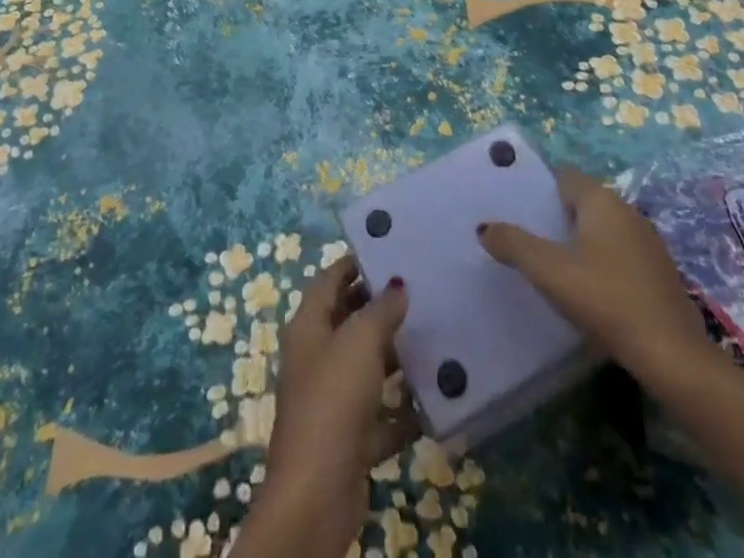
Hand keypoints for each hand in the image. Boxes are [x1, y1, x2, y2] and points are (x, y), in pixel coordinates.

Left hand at [236, 255, 415, 556]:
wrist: (317, 495)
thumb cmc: (333, 401)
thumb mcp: (359, 342)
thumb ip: (380, 309)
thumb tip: (397, 285)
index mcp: (308, 326)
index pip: (329, 281)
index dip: (353, 263)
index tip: (387, 249)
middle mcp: (317, 357)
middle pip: (348, 320)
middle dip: (379, 306)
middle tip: (419, 288)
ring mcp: (333, 400)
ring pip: (367, 366)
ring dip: (396, 355)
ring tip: (435, 334)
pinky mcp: (351, 438)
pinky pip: (382, 413)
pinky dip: (404, 406)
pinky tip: (435, 396)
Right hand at [477, 167, 718, 393]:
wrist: (672, 355)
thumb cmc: (605, 298)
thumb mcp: (549, 271)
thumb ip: (514, 244)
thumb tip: (484, 228)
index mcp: (601, 199)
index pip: (564, 176)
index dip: (539, 187)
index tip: (517, 206)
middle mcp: (627, 209)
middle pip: (582, 201)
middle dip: (556, 215)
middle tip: (528, 237)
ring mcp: (648, 240)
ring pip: (602, 228)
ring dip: (579, 240)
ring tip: (552, 264)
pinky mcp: (659, 271)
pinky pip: (620, 252)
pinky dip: (601, 261)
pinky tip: (589, 288)